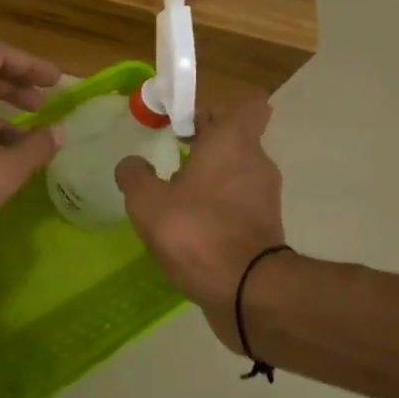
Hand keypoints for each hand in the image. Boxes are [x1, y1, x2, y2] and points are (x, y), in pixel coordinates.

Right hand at [116, 99, 286, 346]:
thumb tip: (131, 164)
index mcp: (232, 142)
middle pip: (235, 140)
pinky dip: (219, 210)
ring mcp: (265, 197)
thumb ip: (134, 176)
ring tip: (176, 201)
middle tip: (170, 161)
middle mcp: (256, 162)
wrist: (248, 292)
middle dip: (205, 147)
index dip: (216, 110)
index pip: (246, 105)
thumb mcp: (147, 202)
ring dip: (211, 181)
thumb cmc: (196, 232)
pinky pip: (239, 205)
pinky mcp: (267, 228)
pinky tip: (191, 230)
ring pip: (236, 174)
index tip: (186, 124)